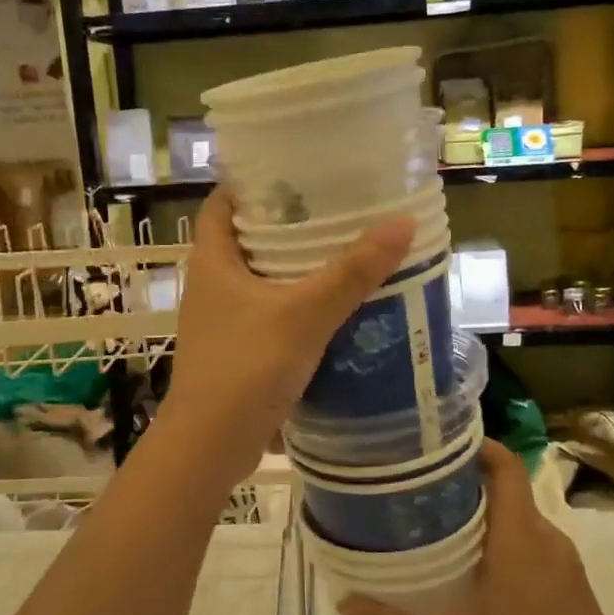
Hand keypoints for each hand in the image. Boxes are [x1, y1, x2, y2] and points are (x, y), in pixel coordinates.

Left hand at [162, 189, 413, 476]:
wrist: (210, 446)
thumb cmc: (246, 368)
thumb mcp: (304, 314)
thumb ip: (351, 272)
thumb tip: (402, 222)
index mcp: (212, 260)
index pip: (223, 202)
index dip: (253, 181)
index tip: (297, 168)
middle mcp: (211, 284)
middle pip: (247, 237)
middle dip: (287, 222)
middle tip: (336, 206)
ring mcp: (222, 320)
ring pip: (261, 278)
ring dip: (295, 266)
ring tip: (344, 248)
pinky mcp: (237, 350)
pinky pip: (270, 312)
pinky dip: (297, 304)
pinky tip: (334, 305)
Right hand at [338, 441, 613, 614]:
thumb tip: (345, 602)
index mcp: (522, 540)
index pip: (505, 465)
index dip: (472, 445)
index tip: (428, 447)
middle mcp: (547, 541)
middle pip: (503, 488)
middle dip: (458, 483)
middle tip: (408, 493)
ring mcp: (563, 566)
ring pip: (514, 519)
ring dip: (476, 516)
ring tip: (426, 530)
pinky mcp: (569, 589)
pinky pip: (527, 544)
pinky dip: (495, 543)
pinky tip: (464, 575)